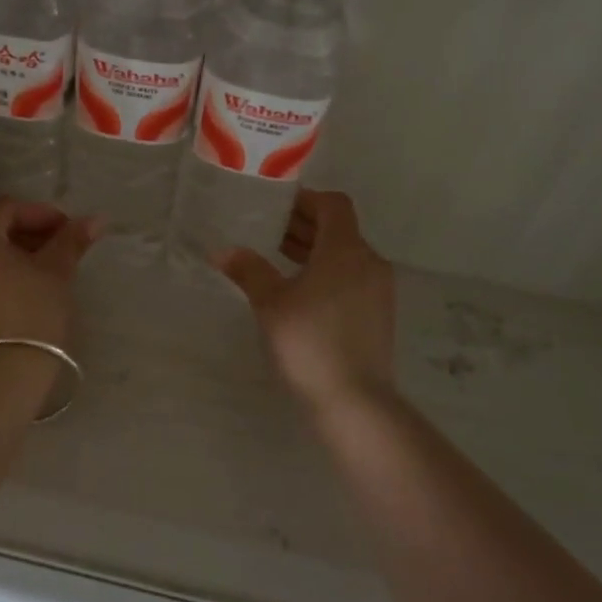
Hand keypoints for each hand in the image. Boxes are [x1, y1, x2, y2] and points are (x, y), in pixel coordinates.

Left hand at [0, 198, 100, 360]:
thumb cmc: (30, 318)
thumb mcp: (56, 275)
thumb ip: (71, 241)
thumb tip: (95, 219)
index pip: (6, 208)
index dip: (40, 214)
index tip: (67, 232)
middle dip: (23, 239)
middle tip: (55, 256)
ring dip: (4, 264)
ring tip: (35, 284)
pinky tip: (10, 308)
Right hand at [214, 189, 396, 411]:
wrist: (354, 402)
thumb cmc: (309, 343)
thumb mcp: (271, 303)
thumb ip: (249, 270)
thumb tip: (222, 251)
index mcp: (346, 250)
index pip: (333, 205)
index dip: (305, 199)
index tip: (275, 206)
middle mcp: (369, 262)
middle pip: (339, 229)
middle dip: (305, 225)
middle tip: (268, 230)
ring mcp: (378, 290)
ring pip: (346, 256)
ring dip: (315, 250)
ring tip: (278, 257)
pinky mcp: (378, 315)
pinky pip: (352, 278)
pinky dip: (327, 272)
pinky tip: (299, 291)